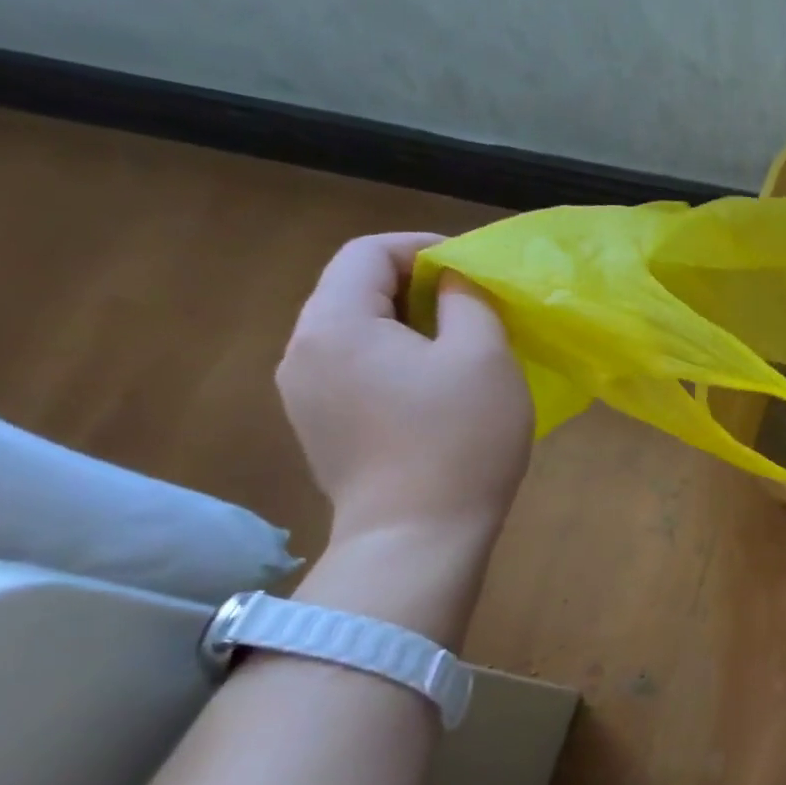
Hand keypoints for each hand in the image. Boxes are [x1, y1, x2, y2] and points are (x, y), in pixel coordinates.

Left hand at [277, 233, 533, 544]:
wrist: (417, 538)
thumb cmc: (459, 440)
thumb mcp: (483, 356)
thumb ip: (468, 300)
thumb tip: (452, 283)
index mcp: (336, 324)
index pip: (367, 253)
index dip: (421, 246)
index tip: (469, 266)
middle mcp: (302, 351)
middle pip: (352, 290)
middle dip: (413, 285)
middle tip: (469, 303)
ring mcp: (302, 394)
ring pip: (351, 331)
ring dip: (401, 323)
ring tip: (453, 343)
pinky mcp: (316, 427)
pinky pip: (350, 368)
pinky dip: (388, 358)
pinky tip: (428, 386)